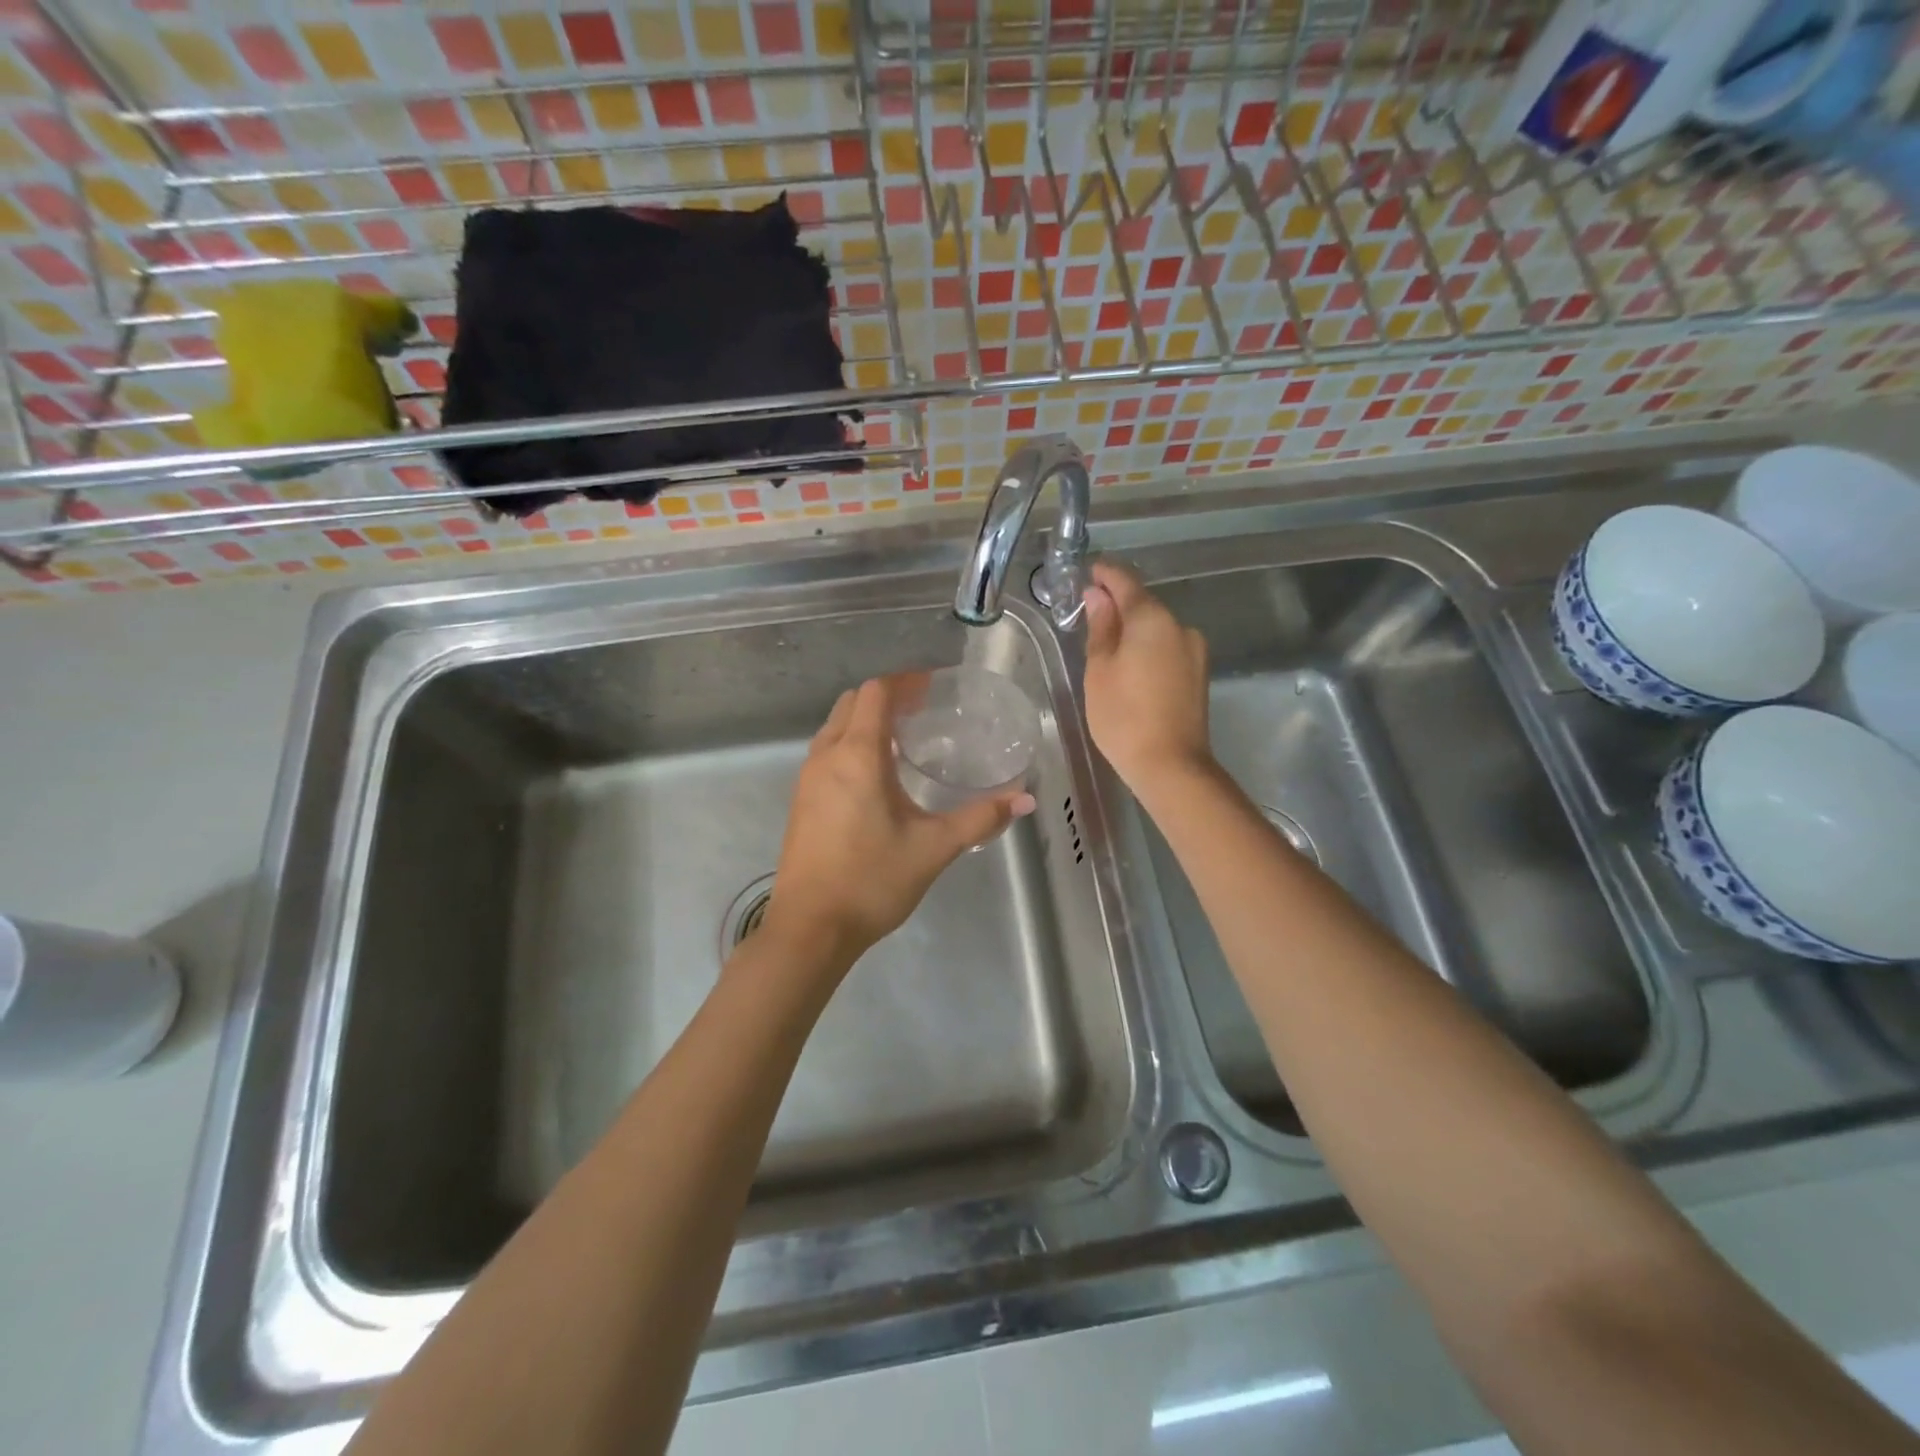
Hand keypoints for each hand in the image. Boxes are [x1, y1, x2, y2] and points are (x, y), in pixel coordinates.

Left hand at [759, 677, 1036, 973]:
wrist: (810, 928)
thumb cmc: (871, 880)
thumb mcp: (933, 848)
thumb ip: (979, 818)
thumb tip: (1025, 799)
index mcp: (857, 755)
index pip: (876, 693)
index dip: (904, 682)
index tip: (933, 688)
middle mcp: (826, 756)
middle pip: (852, 703)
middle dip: (886, 697)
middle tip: (923, 710)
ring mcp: (807, 778)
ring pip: (835, 727)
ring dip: (865, 720)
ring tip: (904, 738)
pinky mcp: (801, 800)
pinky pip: (826, 752)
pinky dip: (851, 744)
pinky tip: (877, 775)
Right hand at [1082, 561, 1213, 799]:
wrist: (1171, 765)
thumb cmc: (1124, 716)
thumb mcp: (1099, 670)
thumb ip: (1100, 627)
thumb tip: (1098, 596)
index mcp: (1152, 619)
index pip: (1126, 582)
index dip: (1105, 574)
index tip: (1087, 572)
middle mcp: (1179, 626)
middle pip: (1144, 604)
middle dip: (1118, 603)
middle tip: (1089, 612)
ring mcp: (1194, 650)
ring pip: (1157, 628)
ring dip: (1133, 628)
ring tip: (1106, 645)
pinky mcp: (1198, 674)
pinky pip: (1167, 648)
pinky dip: (1147, 648)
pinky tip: (1130, 666)